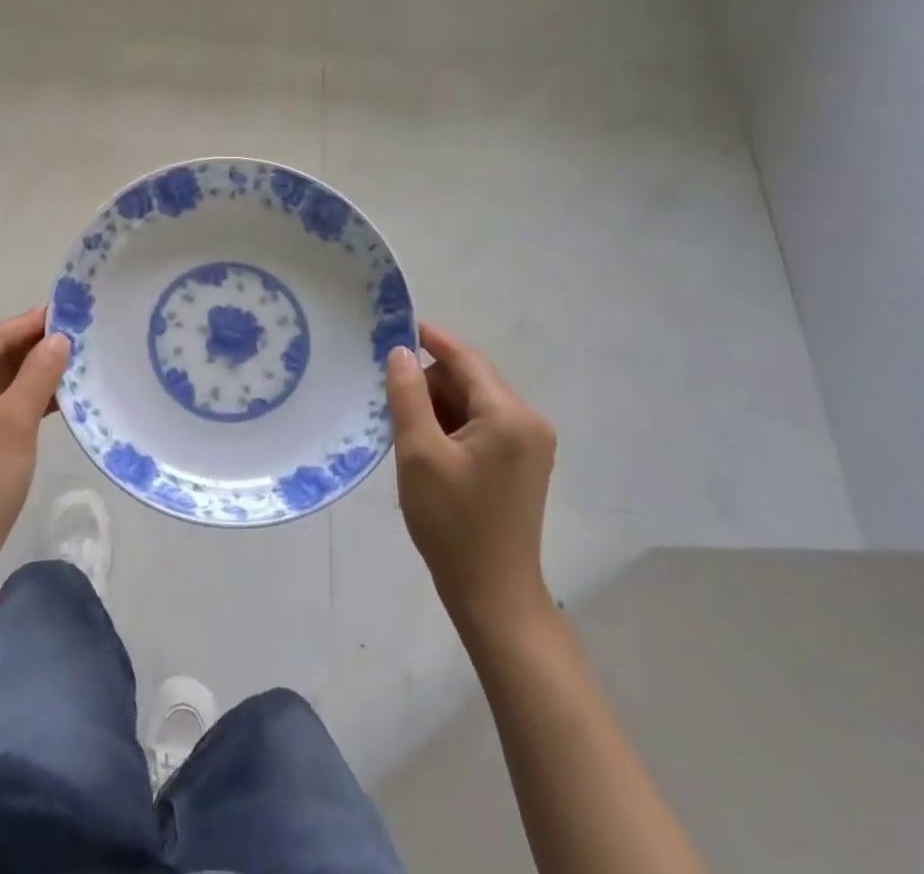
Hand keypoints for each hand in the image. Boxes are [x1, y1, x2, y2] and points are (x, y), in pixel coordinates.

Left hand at [0, 308, 68, 587]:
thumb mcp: (15, 422)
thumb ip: (39, 373)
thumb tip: (59, 338)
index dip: (30, 325)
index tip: (66, 311)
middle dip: (30, 351)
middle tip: (75, 337)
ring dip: (25, 377)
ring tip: (70, 363)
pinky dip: (14, 402)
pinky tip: (51, 396)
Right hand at [385, 323, 557, 636]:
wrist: (493, 595)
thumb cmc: (453, 523)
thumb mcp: (419, 454)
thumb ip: (408, 395)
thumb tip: (401, 352)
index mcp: (509, 414)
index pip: (465, 358)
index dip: (430, 339)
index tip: (395, 327)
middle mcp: (528, 420)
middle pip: (469, 380)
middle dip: (430, 387)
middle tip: (393, 411)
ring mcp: (530, 443)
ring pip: (473, 402)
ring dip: (439, 410)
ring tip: (410, 441)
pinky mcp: (523, 463)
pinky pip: (482, 425)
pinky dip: (453, 428)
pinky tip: (430, 453)